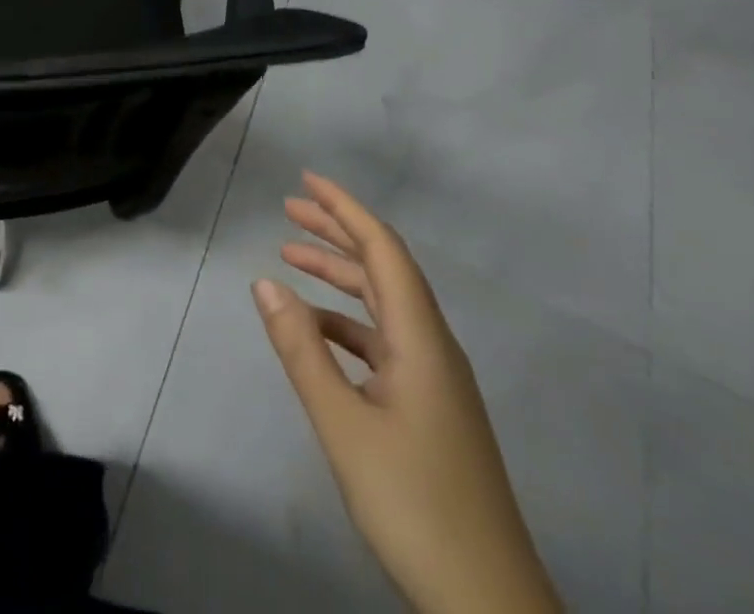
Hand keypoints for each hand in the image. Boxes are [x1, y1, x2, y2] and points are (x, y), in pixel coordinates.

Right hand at [253, 172, 560, 613]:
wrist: (489, 605)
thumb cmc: (415, 504)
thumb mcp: (343, 424)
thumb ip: (301, 350)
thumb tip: (264, 281)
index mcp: (420, 339)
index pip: (383, 249)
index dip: (345, 209)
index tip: (307, 181)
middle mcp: (432, 347)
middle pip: (384, 269)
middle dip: (337, 233)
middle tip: (288, 210)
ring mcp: (435, 381)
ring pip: (382, 306)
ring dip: (338, 277)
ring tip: (290, 260)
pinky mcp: (430, 409)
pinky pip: (383, 342)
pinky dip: (346, 323)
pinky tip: (316, 333)